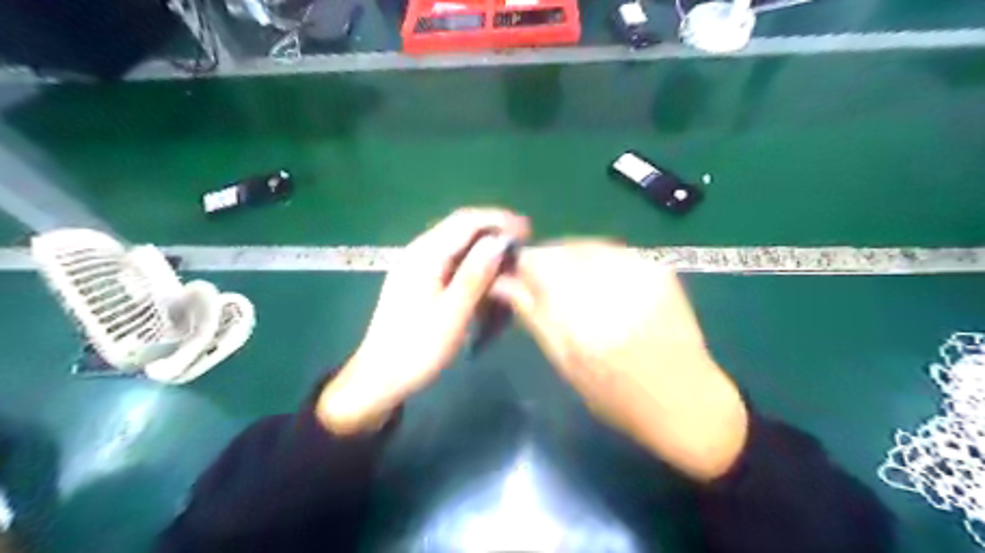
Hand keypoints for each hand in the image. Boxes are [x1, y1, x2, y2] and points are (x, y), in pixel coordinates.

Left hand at [318, 209, 531, 433]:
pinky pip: (451, 261)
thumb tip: (499, 242)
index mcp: (424, 256)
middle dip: (494, 233)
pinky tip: (487, 279)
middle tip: (523, 247)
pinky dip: (474, 265)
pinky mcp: (419, 280)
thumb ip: (474, 276)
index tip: (527, 231)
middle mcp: (419, 253)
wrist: (380, 378)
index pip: (465, 222)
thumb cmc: (417, 350)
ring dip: (485, 250)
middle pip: (461, 228)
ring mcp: (417, 266)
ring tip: (510, 263)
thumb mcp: (451, 315)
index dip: (499, 221)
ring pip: (458, 245)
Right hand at [497, 240, 751, 478]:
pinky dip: (598, 263)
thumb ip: (533, 315)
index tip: (516, 278)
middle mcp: (612, 284)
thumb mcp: (565, 362)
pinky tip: (603, 287)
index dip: (522, 265)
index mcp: (583, 315)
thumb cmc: (616, 395)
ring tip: (575, 288)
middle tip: (544, 287)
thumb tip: (502, 282)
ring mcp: (641, 271)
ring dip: (571, 261)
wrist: (686, 401)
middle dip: (546, 262)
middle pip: (562, 248)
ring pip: (586, 245)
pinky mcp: (659, 268)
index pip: (538, 262)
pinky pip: (613, 251)